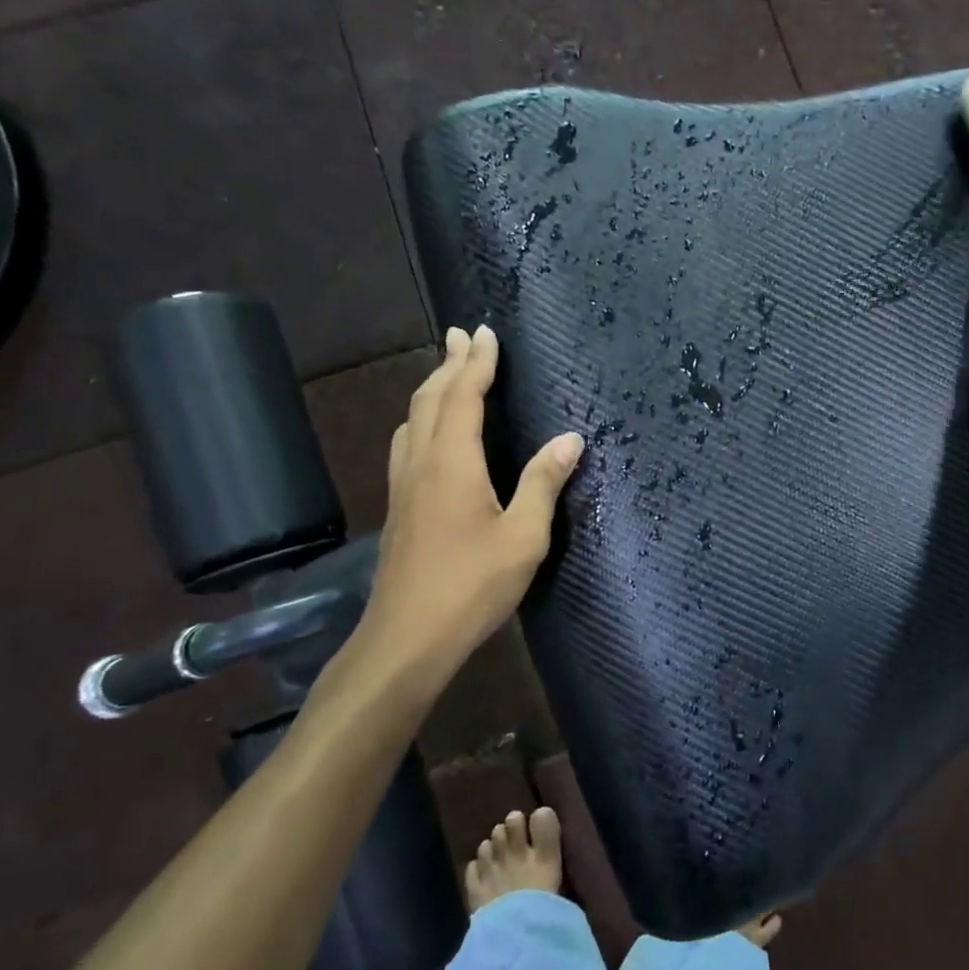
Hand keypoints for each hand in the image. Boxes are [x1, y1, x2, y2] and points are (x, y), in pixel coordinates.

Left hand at [349, 325, 583, 692]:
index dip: (476, 363)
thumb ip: (543, 483)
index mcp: (453, 462)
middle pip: (430, 398)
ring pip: (412, 419)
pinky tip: (427, 432)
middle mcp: (422, 463)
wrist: (407, 637)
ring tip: (446, 371)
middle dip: (449, 363)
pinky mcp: (398, 506)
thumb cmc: (471, 586)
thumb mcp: (523, 537)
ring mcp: (403, 485)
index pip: (464, 397)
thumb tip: (570, 439)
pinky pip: (406, 442)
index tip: (485, 332)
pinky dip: (421, 418)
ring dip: (431, 388)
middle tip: (461, 334)